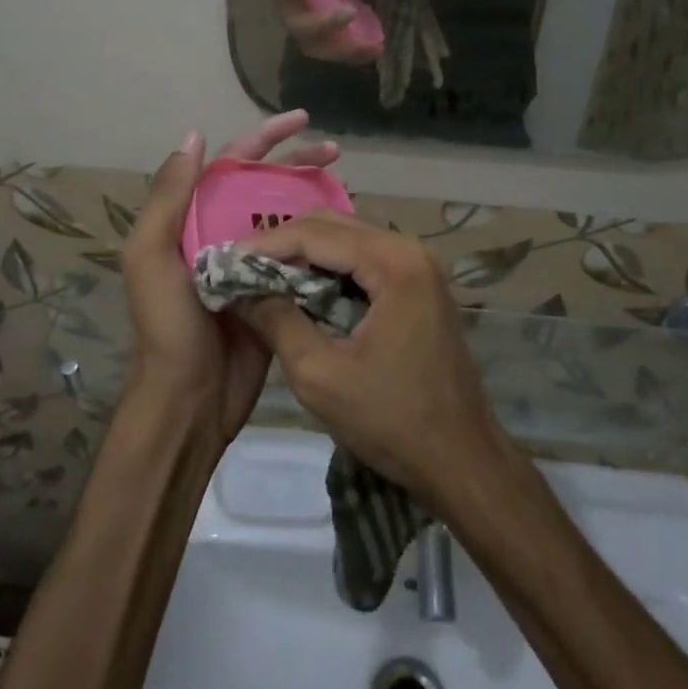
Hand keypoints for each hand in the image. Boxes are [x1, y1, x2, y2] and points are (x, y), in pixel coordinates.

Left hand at [121, 112, 340, 452]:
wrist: (188, 400)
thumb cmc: (168, 326)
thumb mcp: (150, 256)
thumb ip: (168, 198)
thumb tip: (194, 137)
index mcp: (192, 219)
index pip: (232, 164)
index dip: (265, 138)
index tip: (302, 120)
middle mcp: (222, 234)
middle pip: (265, 185)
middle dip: (297, 162)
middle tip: (336, 151)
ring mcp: (251, 264)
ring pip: (286, 217)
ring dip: (312, 196)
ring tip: (346, 183)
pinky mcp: (274, 292)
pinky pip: (300, 256)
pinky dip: (320, 238)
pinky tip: (346, 230)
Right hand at [233, 212, 504, 509]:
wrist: (462, 461)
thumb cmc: (392, 421)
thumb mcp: (320, 375)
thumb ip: (276, 321)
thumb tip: (238, 289)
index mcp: (395, 263)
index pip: (316, 234)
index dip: (266, 245)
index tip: (225, 262)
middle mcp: (411, 249)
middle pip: (334, 227)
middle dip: (284, 245)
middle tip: (241, 270)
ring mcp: (420, 266)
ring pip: (348, 241)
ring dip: (306, 257)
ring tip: (263, 280)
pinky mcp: (420, 285)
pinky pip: (365, 262)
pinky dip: (330, 271)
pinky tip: (302, 291)